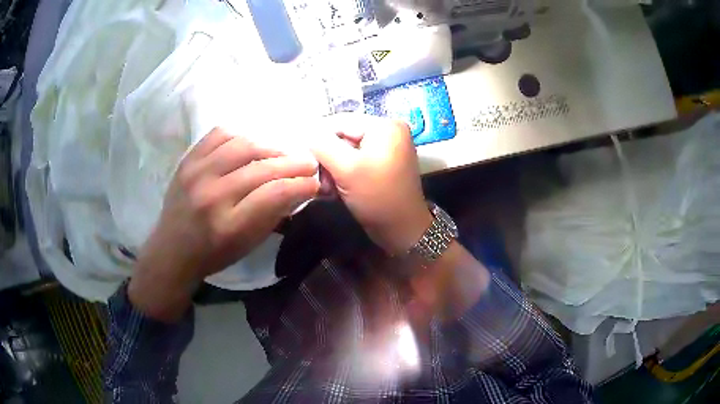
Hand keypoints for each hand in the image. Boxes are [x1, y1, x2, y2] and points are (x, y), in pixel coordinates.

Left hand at [129, 128, 319, 320]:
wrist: (172, 250)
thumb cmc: (213, 254)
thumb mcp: (248, 244)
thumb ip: (273, 215)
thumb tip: (298, 188)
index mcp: (230, 225)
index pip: (275, 193)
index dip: (301, 184)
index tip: (314, 182)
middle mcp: (212, 195)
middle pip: (262, 167)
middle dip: (293, 163)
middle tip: (308, 163)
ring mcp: (196, 173)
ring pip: (243, 145)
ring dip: (270, 147)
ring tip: (280, 154)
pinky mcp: (187, 161)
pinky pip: (219, 134)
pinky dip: (241, 136)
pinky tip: (250, 145)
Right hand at [311, 115, 431, 254]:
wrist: (402, 231)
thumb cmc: (377, 198)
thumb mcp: (347, 168)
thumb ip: (322, 145)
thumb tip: (304, 131)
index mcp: (385, 125)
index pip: (340, 121)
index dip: (317, 137)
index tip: (300, 157)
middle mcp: (388, 130)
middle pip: (343, 135)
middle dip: (326, 157)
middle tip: (317, 179)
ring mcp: (386, 147)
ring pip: (346, 149)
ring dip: (332, 168)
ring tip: (327, 187)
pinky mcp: (382, 163)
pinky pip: (355, 160)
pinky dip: (342, 173)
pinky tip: (335, 189)